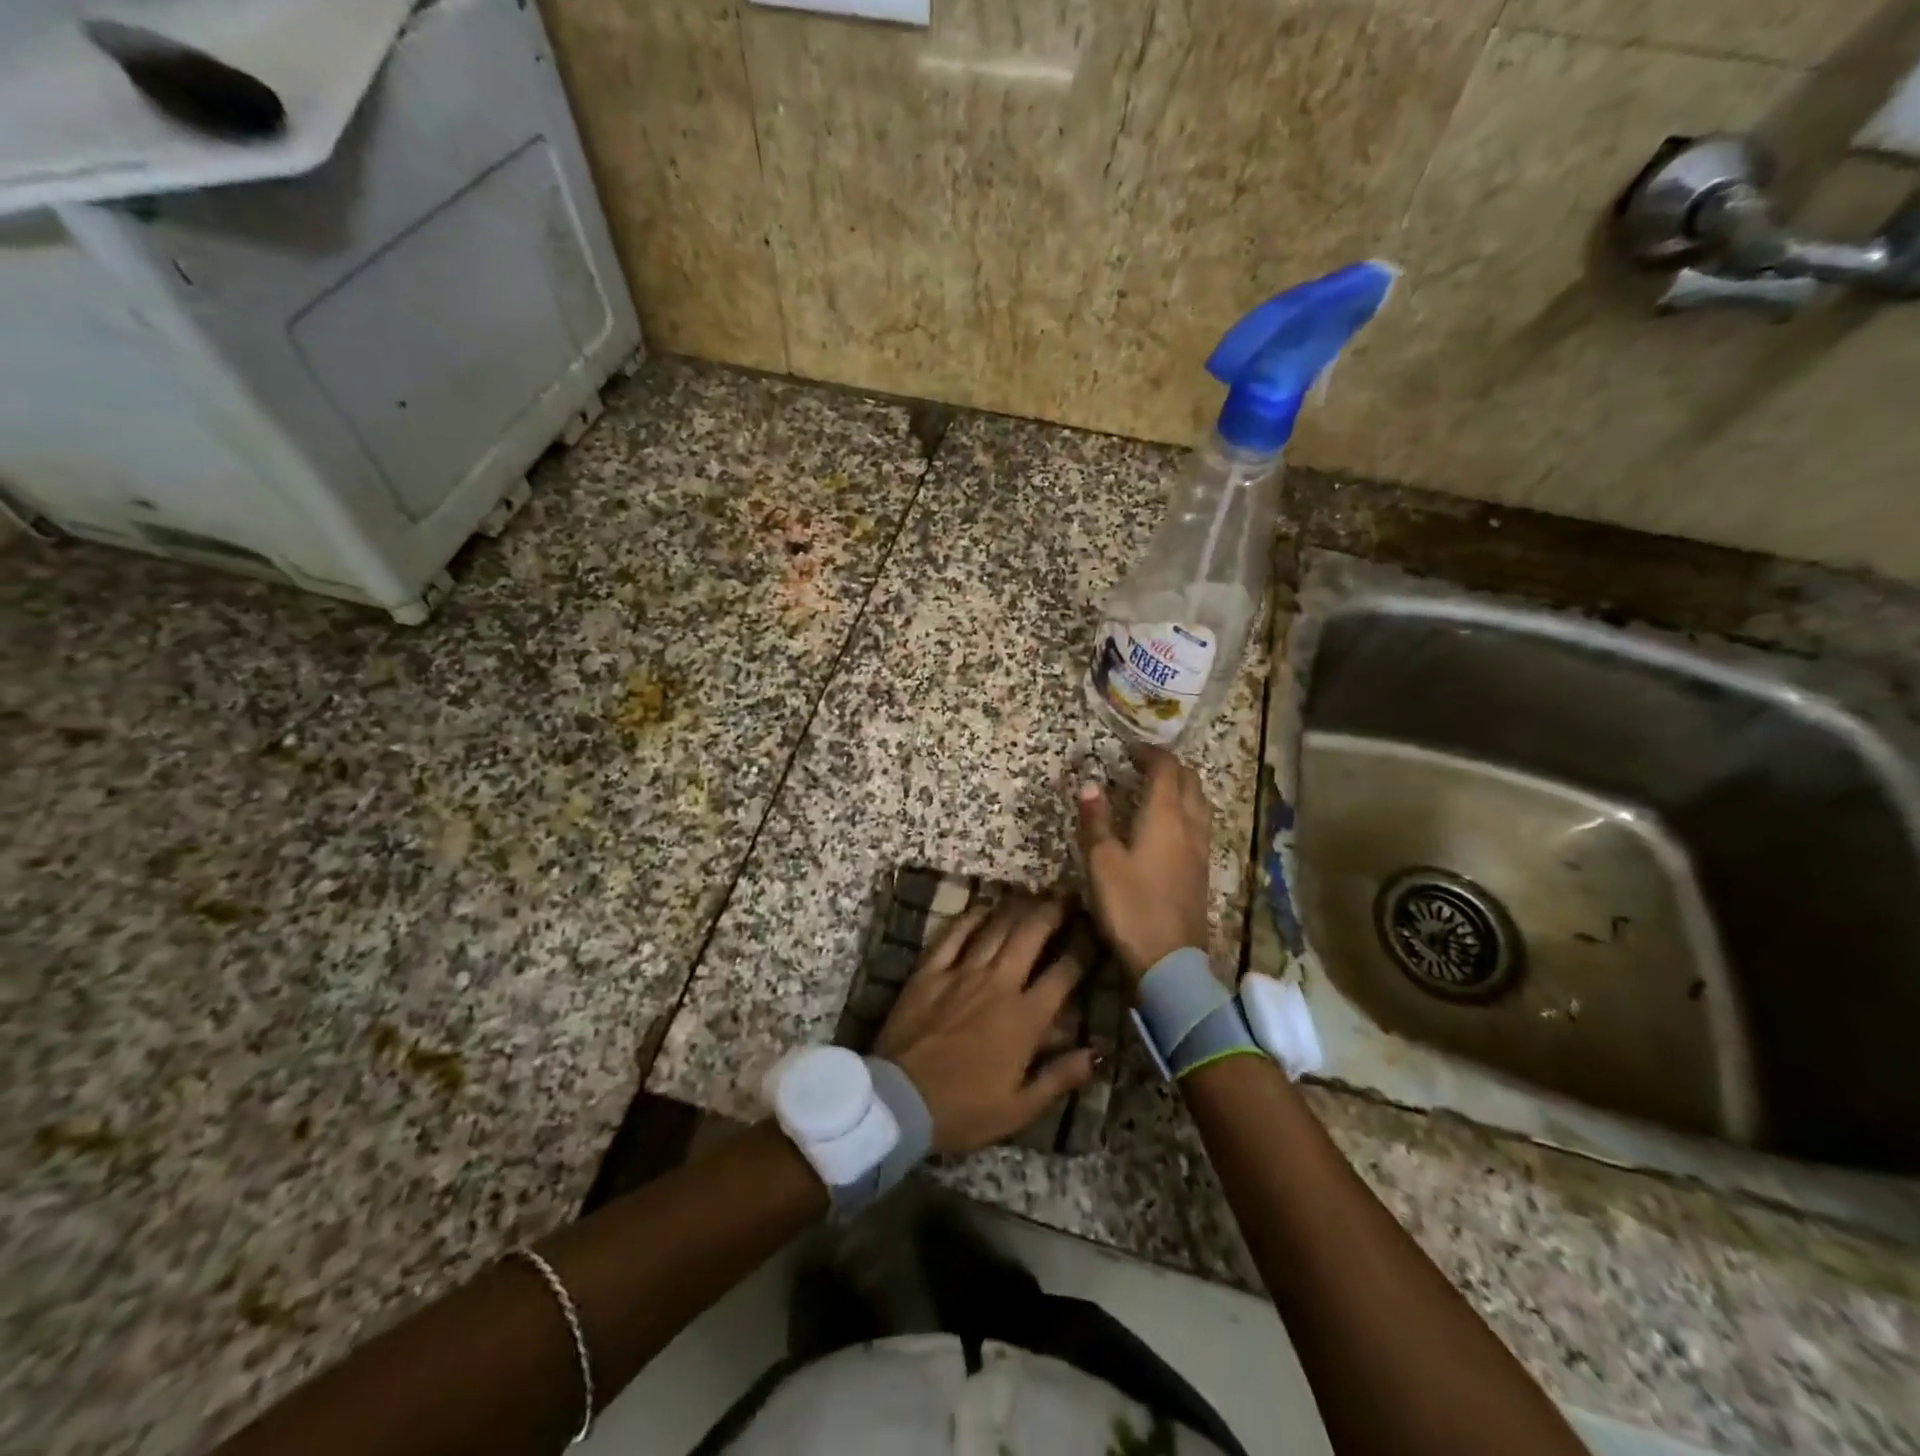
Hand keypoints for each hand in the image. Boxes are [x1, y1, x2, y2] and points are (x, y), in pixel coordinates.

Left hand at [873, 896, 1096, 1155]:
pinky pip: (954, 935)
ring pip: (996, 928)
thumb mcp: (1020, 1108)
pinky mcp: (930, 971)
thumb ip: (1061, 1076)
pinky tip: (983, 907)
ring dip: (1017, 908)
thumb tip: (1099, 1050)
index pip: (1064, 973)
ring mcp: (961, 973)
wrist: (899, 1102)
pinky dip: (971, 918)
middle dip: (1052, 912)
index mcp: (1025, 1019)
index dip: (1084, 948)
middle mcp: (998, 984)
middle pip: (1031, 935)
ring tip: (1033, 894)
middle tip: (1066, 897)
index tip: (1095, 931)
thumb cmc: (964, 1110)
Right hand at [1077, 747, 1212, 980]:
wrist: (1169, 959)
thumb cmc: (1131, 905)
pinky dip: (1185, 811)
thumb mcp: (1102, 862)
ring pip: (1200, 803)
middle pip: (1190, 781)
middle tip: (1143, 765)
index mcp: (1165, 816)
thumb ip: (1096, 821)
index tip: (1131, 748)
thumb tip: (1090, 784)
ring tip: (1157, 790)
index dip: (1151, 753)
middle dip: (1170, 767)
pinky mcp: (1202, 870)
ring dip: (1182, 788)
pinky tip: (1168, 827)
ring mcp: (1200, 849)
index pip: (1167, 769)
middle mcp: (1189, 825)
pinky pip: (1199, 825)